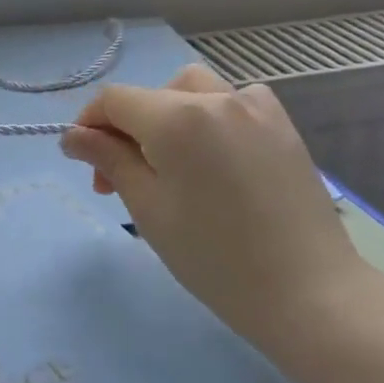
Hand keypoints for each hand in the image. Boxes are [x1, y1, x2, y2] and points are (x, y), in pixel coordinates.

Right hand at [59, 65, 366, 348]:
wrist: (309, 292)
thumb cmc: (215, 258)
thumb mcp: (148, 208)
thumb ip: (109, 160)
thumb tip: (73, 136)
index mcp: (177, 118)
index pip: (114, 100)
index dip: (90, 124)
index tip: (85, 164)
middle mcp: (216, 98)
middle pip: (151, 95)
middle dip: (127, 130)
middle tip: (123, 181)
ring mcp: (255, 107)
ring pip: (191, 90)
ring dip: (168, 116)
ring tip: (172, 164)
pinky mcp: (281, 124)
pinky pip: (232, 101)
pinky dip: (210, 116)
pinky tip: (215, 156)